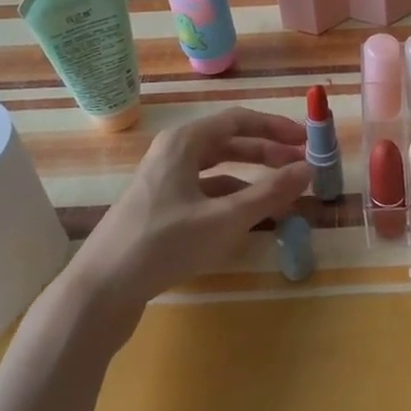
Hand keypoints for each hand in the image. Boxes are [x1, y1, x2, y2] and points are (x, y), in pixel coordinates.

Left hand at [65, 108, 311, 311]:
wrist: (101, 290)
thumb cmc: (164, 244)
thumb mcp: (224, 219)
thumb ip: (269, 193)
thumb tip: (309, 169)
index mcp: (184, 142)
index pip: (239, 119)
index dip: (275, 127)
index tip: (306, 140)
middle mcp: (173, 153)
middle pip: (229, 142)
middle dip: (267, 152)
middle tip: (300, 166)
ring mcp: (164, 181)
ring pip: (218, 169)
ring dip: (252, 177)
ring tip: (283, 192)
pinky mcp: (160, 209)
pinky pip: (205, 191)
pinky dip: (232, 198)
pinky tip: (250, 216)